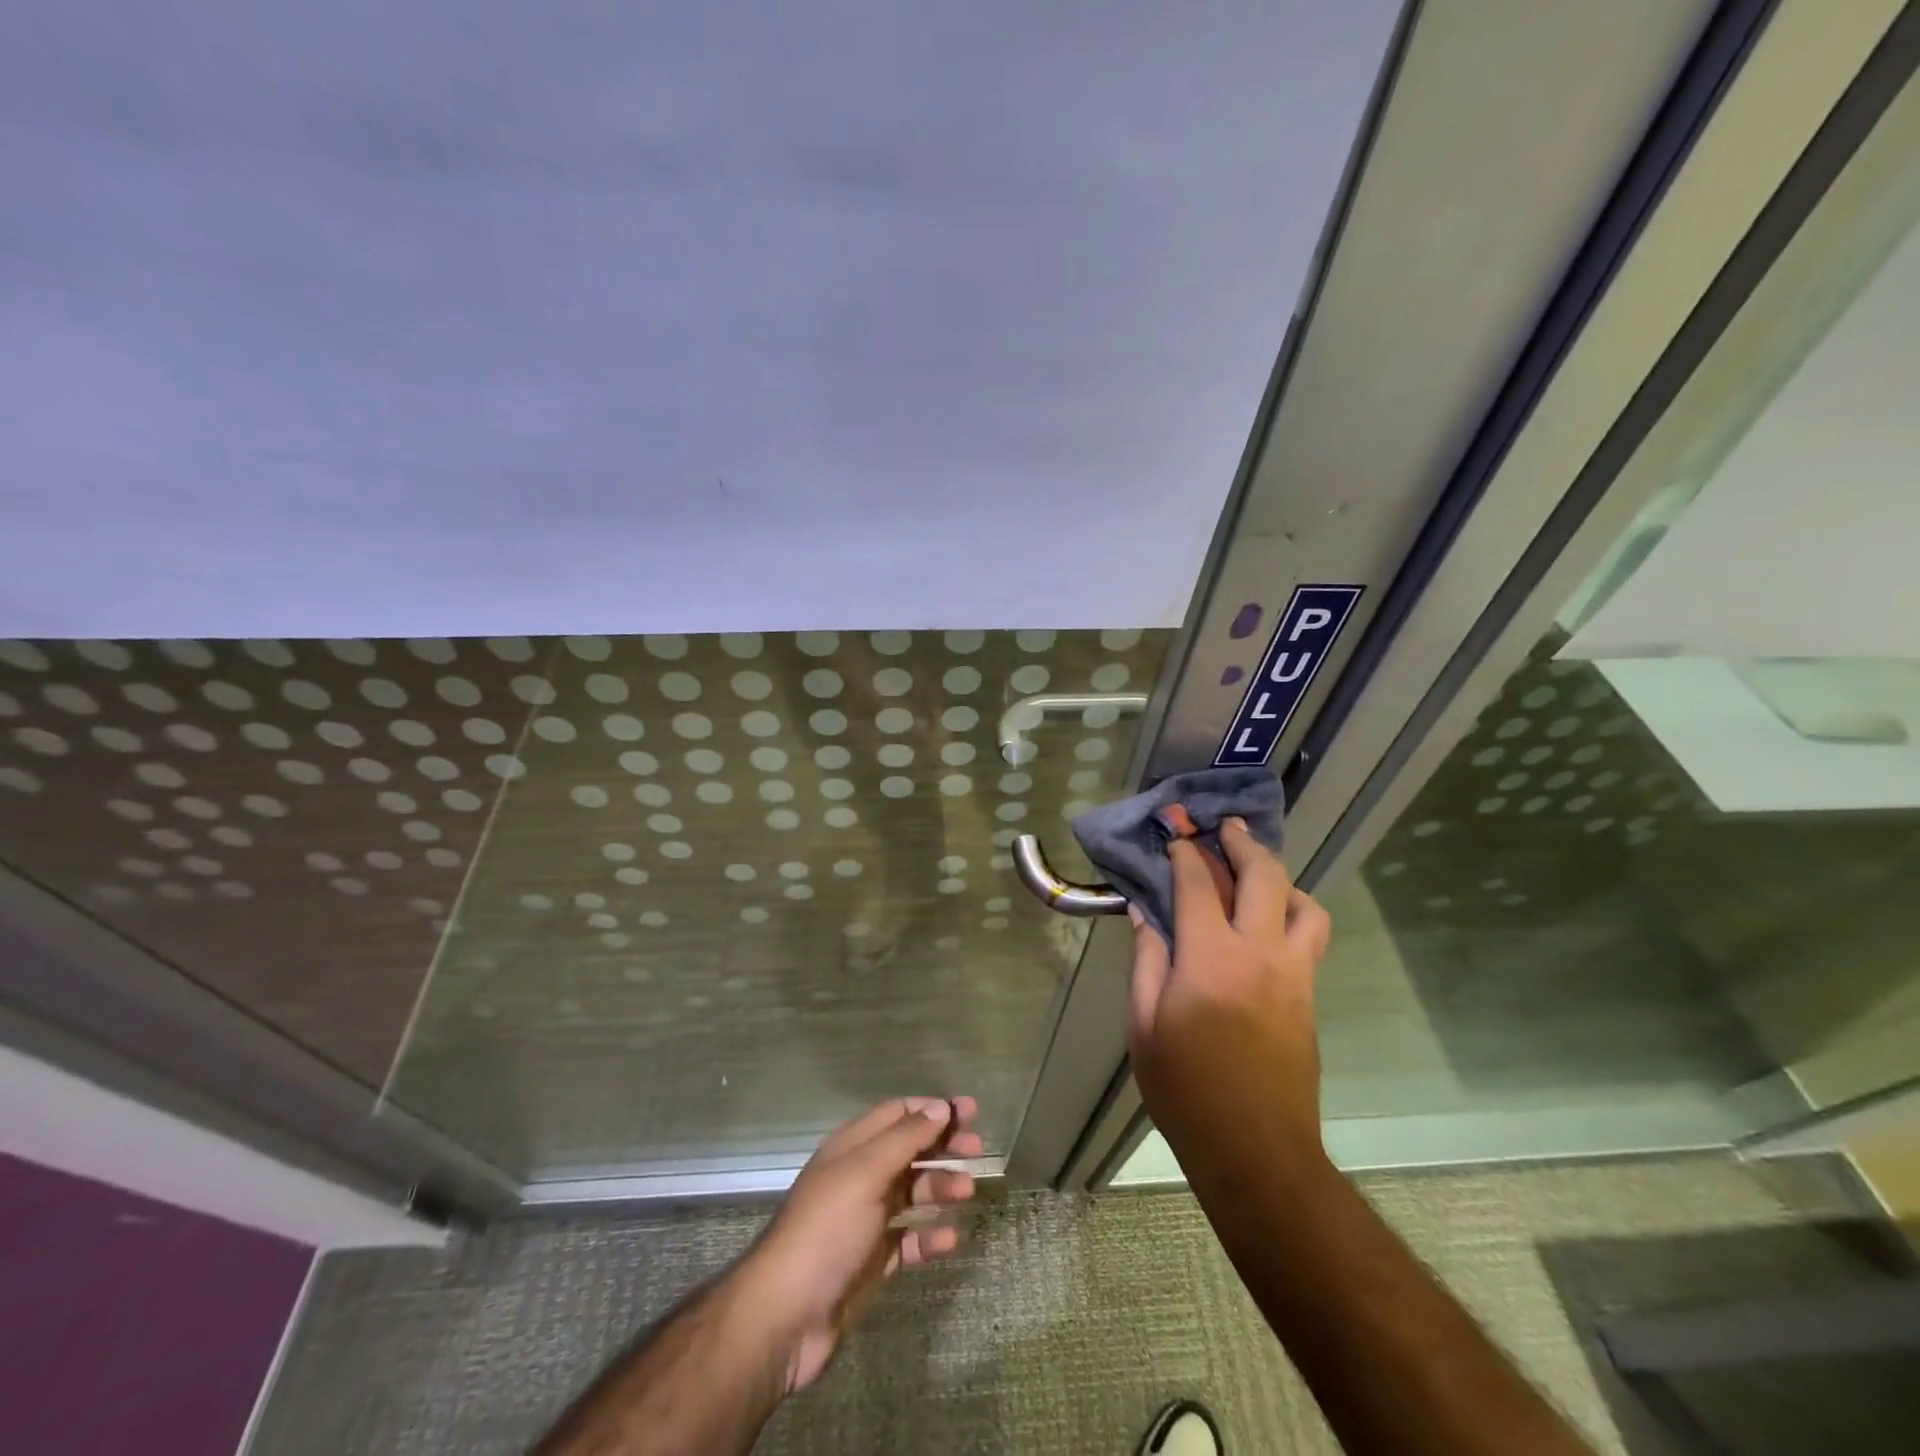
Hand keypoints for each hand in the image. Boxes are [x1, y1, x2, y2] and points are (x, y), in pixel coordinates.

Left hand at [739, 1096, 982, 1392]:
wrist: (785, 1315)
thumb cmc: (826, 1230)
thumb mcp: (866, 1173)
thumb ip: (905, 1138)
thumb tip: (940, 1106)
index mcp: (852, 1148)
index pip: (898, 1114)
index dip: (933, 1109)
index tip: (970, 1112)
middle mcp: (859, 1177)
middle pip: (908, 1150)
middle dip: (942, 1147)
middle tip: (978, 1151)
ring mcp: (864, 1220)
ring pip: (911, 1193)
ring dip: (940, 1188)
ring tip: (967, 1193)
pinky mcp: (870, 1261)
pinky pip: (907, 1240)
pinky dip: (929, 1236)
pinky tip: (949, 1240)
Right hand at [1127, 817, 1331, 1163]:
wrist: (1256, 1151)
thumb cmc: (1185, 1090)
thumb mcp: (1144, 1025)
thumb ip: (1147, 961)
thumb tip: (1145, 913)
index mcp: (1210, 959)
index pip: (1199, 884)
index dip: (1186, 852)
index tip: (1176, 834)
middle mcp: (1261, 954)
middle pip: (1263, 876)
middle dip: (1242, 843)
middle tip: (1225, 828)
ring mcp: (1295, 974)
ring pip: (1304, 904)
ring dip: (1279, 877)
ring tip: (1255, 875)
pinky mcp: (1309, 996)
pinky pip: (1310, 936)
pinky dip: (1291, 911)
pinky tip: (1267, 922)